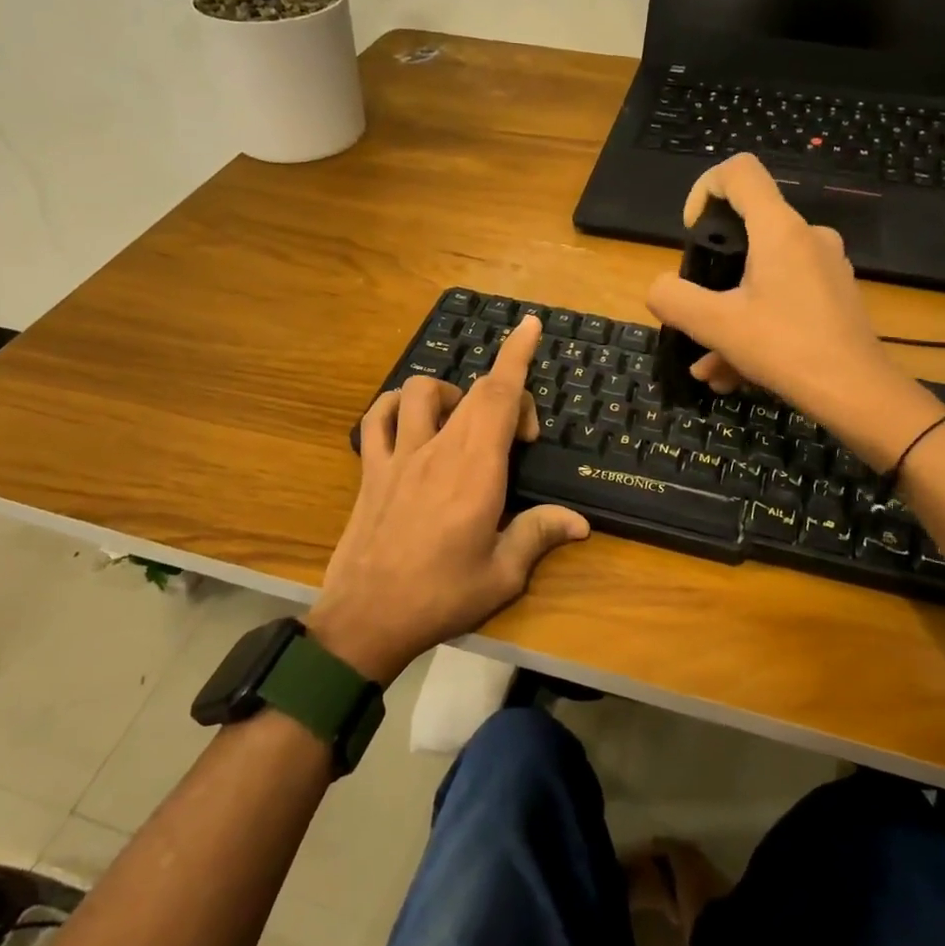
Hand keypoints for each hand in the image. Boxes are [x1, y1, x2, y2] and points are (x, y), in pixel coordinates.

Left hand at [309, 316, 590, 684]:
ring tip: (465, 424)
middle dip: (505, 388)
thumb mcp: (502, 576)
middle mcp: (438, 450)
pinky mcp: (371, 469)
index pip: (500, 396)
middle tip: (523, 434)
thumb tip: (579, 522)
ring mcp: (399, 456)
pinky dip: (396, 406)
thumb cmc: (440, 597)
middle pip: (473, 391)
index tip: (529, 325)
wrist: (365, 620)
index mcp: (477, 471)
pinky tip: (410, 422)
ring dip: (452, 394)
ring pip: (423, 392)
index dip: (517, 356)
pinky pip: (378, 417)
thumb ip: (539, 535)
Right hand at [645, 154, 942, 444]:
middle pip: (746, 231)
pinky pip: (782, 299)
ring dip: (728, 317)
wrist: (857, 393)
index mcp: (779, 229)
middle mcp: (807, 237)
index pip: (739, 172)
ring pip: (761, 277)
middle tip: (695, 316)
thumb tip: (660, 287)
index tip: (692, 233)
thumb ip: (674, 298)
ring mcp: (825, 267)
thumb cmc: (786, 348)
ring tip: (709, 366)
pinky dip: (754, 327)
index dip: (704, 189)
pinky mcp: (833, 296)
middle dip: (711, 277)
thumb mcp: (716, 325)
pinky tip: (735, 374)